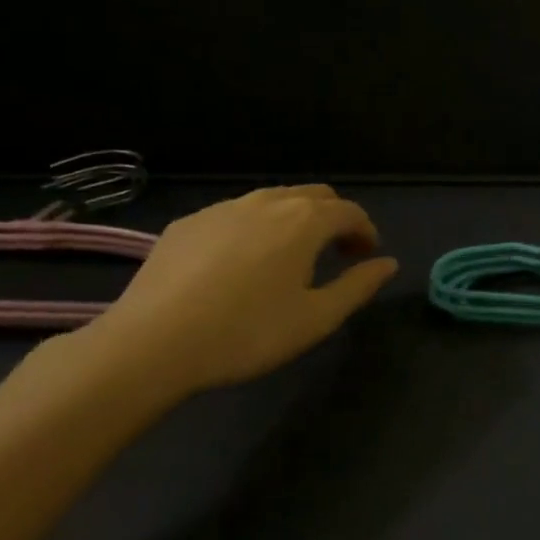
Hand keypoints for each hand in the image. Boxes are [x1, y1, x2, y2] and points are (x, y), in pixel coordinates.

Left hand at [81, 185, 397, 397]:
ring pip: (273, 199)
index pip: (350, 212)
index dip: (366, 232)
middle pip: (315, 195)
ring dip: (295, 218)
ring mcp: (223, 209)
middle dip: (334, 218)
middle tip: (337, 253)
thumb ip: (359, 286)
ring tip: (292, 256)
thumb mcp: (317, 318)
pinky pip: (236, 213)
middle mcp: (267, 202)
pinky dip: (256, 227)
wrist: (151, 344)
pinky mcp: (188, 223)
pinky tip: (242, 262)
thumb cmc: (248, 333)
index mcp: (305, 221)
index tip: (366, 257)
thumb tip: (388, 264)